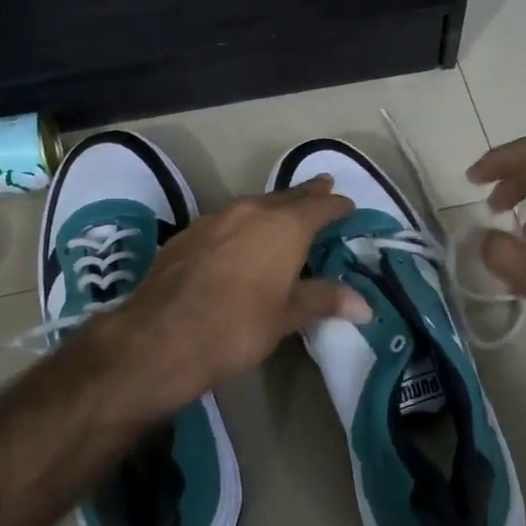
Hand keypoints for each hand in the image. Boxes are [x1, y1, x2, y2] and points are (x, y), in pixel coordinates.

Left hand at [73, 176, 368, 423]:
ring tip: (283, 212)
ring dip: (272, 207)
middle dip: (307, 194)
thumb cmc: (236, 327)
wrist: (160, 337)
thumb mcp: (286, 316)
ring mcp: (214, 219)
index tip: (348, 205)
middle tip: (323, 188)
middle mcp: (250, 212)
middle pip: (286, 197)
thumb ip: (323, 301)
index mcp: (284, 227)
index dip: (337, 206)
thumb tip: (365, 305)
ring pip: (253, 205)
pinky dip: (241, 224)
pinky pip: (225, 220)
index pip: (320, 207)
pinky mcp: (187, 234)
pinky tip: (238, 240)